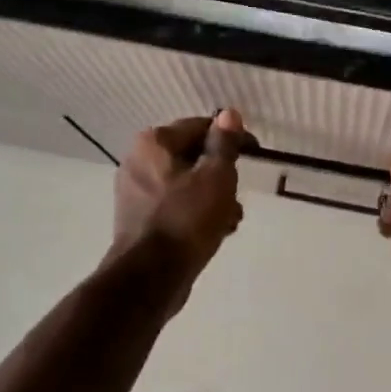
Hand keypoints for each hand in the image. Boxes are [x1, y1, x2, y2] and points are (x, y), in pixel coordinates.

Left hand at [109, 110, 250, 302]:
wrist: (151, 277)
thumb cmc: (186, 219)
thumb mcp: (216, 177)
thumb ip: (224, 144)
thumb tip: (229, 114)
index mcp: (153, 143)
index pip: (200, 127)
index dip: (230, 138)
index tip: (254, 154)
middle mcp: (138, 161)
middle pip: (192, 157)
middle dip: (221, 174)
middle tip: (239, 192)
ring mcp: (135, 192)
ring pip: (186, 184)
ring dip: (213, 197)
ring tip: (231, 219)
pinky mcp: (139, 219)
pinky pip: (175, 206)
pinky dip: (196, 213)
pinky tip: (216, 232)